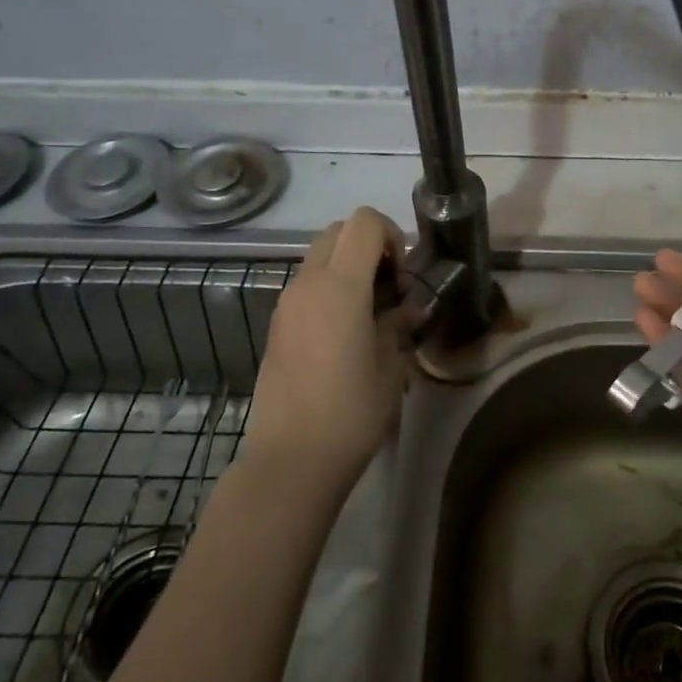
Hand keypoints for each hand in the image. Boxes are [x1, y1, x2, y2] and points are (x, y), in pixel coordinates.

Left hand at [241, 207, 410, 491]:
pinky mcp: (276, 325)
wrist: (291, 458)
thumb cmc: (351, 412)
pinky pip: (306, 285)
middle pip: (337, 231)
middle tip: (389, 285)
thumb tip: (405, 309)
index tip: (403, 272)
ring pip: (318, 256)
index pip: (364, 223)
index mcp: (340, 287)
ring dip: (347, 266)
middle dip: (368, 244)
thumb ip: (397, 324)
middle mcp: (308, 284)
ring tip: (369, 311)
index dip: (391, 234)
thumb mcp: (390, 366)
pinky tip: (344, 331)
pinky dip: (329, 288)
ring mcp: (286, 303)